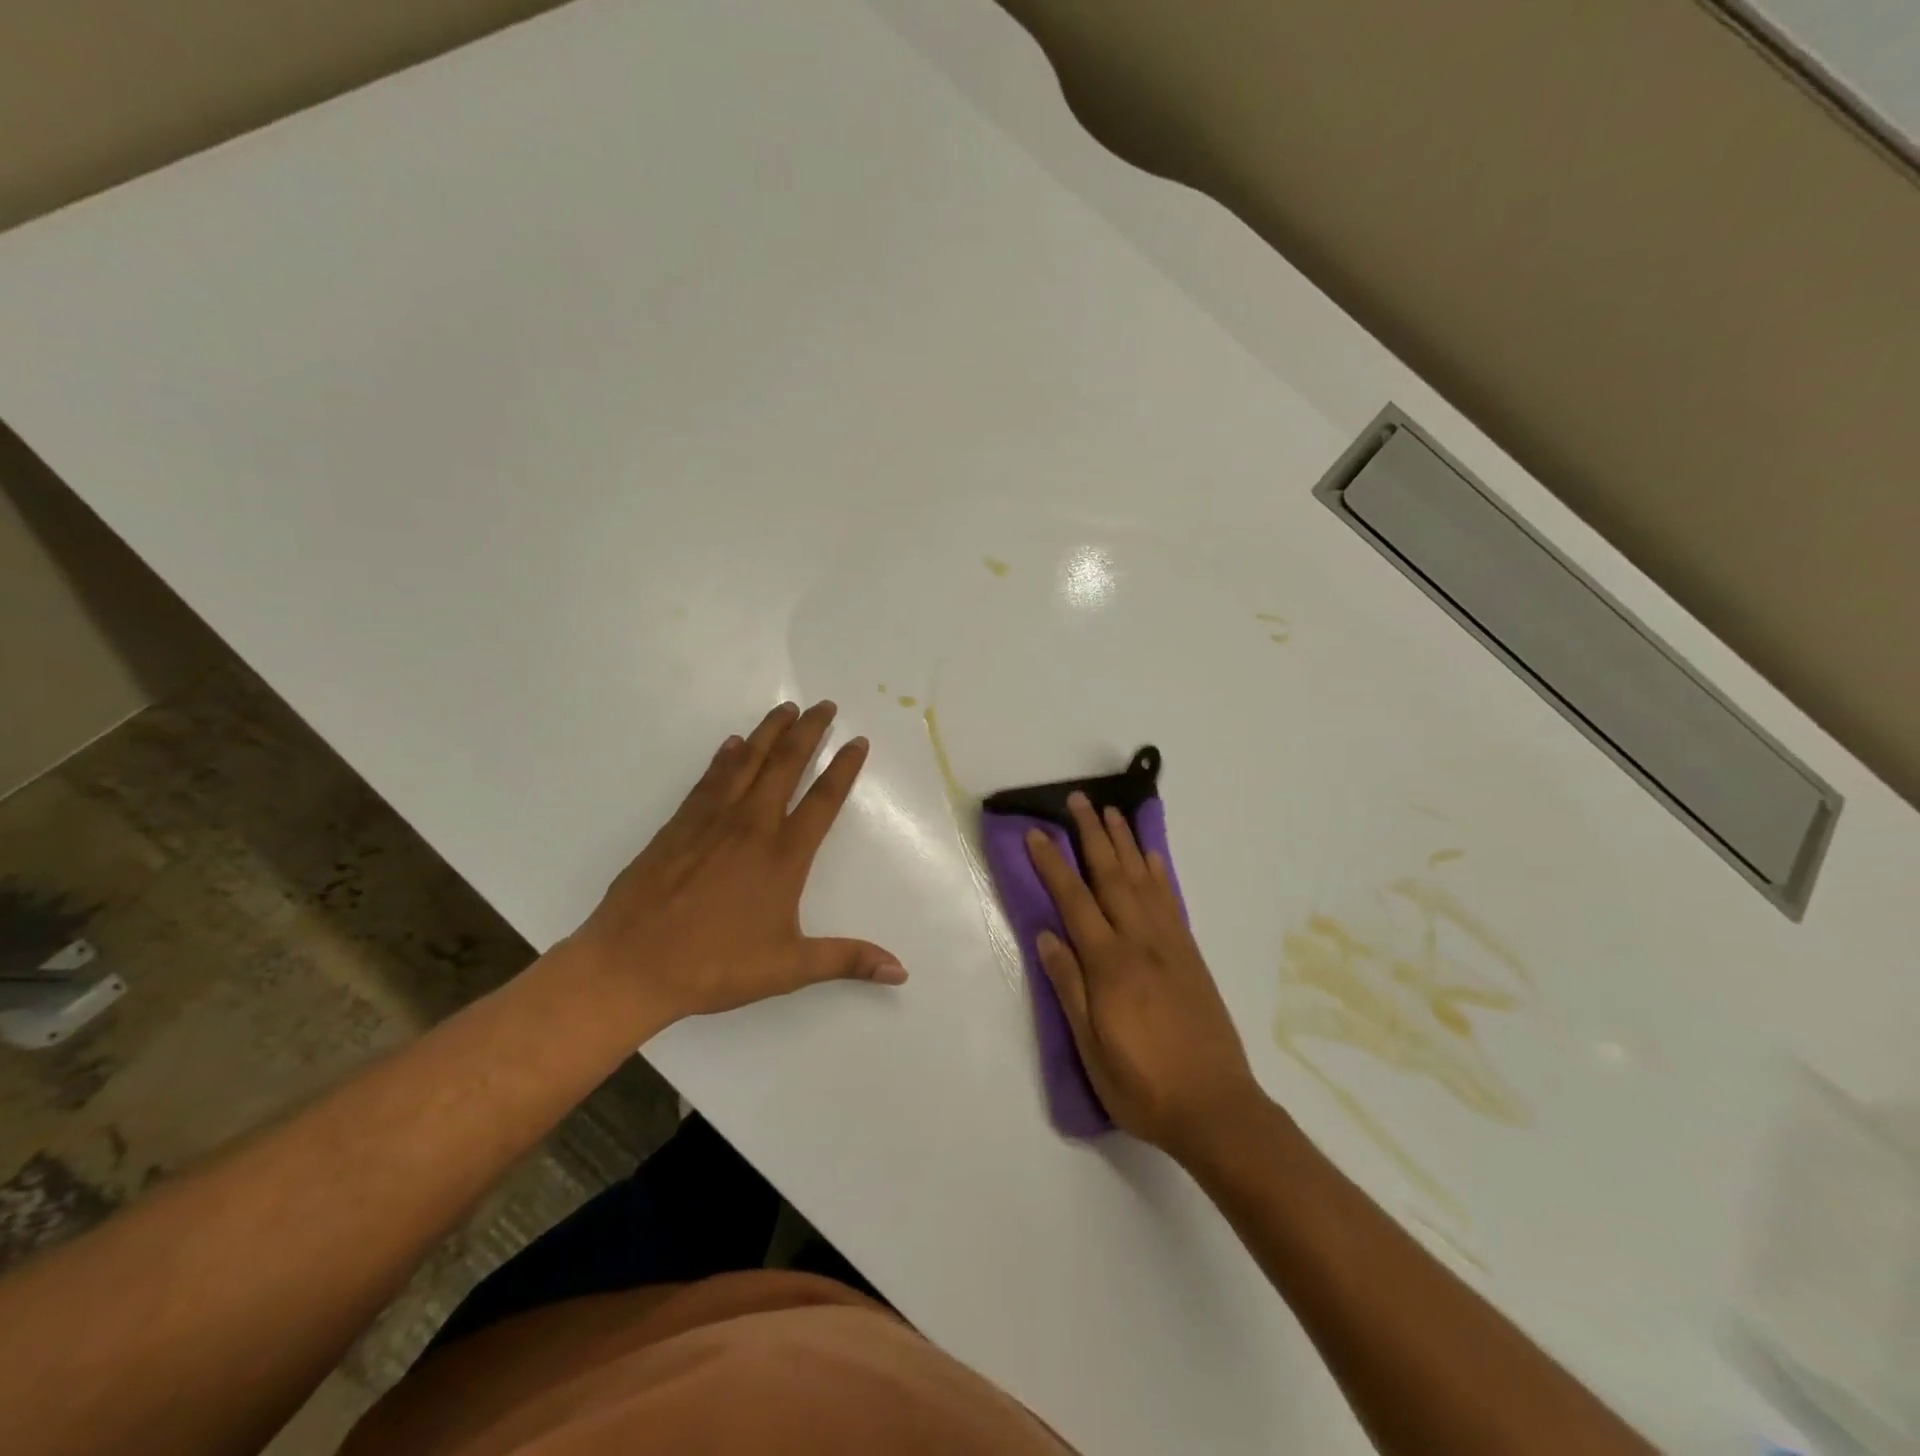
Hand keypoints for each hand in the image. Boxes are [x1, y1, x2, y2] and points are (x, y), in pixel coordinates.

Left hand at [565, 700, 905, 1027]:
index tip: (858, 740)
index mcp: (784, 856)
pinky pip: (709, 780)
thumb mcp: (789, 968)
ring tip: (786, 708)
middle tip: (825, 705)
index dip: (844, 767)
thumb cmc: (716, 966)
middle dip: (809, 731)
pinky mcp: (679, 825)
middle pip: (786, 765)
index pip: (824, 800)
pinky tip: (732, 744)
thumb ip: (847, 960)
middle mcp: (752, 826)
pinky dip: (725, 757)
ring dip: (769, 732)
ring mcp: (712, 821)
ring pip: (747, 762)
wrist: (632, 964)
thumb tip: (900, 971)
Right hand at [1024, 792, 1261, 1158]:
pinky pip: (1172, 902)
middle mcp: (1141, 943)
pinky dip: (1159, 873)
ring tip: (1112, 812)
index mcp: (1111, 966)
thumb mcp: (1092, 1049)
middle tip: (1078, 800)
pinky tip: (1151, 857)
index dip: (1052, 865)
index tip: (1037, 833)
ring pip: (1143, 881)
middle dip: (1092, 835)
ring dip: (1125, 843)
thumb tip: (1046, 935)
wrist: (1217, 1108)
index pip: (1074, 902)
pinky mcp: (1191, 955)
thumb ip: (1070, 988)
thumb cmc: (1143, 1086)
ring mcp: (1171, 946)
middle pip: (1111, 876)